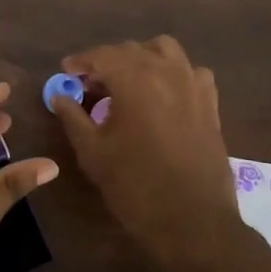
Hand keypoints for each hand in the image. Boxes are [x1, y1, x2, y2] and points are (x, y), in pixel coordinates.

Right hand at [51, 36, 240, 271]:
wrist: (193, 221)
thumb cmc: (135, 186)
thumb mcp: (93, 152)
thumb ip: (73, 117)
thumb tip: (59, 95)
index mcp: (135, 78)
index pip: (102, 55)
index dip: (81, 61)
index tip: (66, 72)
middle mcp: (166, 71)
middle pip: (131, 50)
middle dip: (107, 61)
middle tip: (90, 84)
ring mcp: (193, 84)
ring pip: (165, 51)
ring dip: (142, 58)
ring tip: (128, 82)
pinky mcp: (211, 103)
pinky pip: (191, 72)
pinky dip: (173, 74)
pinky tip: (163, 96)